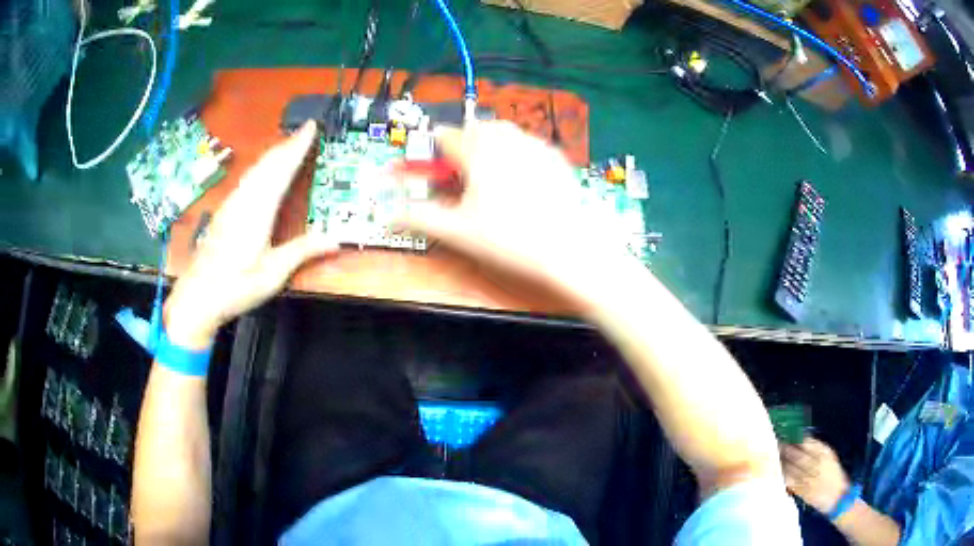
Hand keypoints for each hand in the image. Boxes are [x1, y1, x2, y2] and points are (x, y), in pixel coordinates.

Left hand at [164, 121, 338, 349]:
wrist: (197, 297)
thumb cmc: (235, 287)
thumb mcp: (272, 274)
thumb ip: (301, 251)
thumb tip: (336, 239)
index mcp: (258, 211)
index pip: (281, 170)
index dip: (297, 147)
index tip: (311, 127)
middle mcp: (244, 200)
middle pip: (267, 164)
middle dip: (288, 144)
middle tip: (306, 129)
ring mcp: (232, 204)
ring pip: (255, 169)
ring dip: (275, 152)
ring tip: (290, 142)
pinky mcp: (225, 211)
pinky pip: (248, 178)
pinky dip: (262, 165)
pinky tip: (264, 169)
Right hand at [395, 121, 635, 305]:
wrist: (571, 250)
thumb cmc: (509, 240)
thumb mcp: (457, 231)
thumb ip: (419, 218)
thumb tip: (388, 216)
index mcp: (478, 151)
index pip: (446, 136)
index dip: (433, 149)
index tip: (431, 164)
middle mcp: (506, 139)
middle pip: (476, 128)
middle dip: (462, 141)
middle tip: (459, 166)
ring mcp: (536, 146)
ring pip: (504, 131)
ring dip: (489, 141)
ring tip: (487, 169)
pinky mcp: (557, 158)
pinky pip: (529, 142)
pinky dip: (516, 150)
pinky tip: (520, 175)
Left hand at [781, 437, 850, 513]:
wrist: (838, 495)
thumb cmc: (833, 473)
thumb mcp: (829, 456)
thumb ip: (817, 447)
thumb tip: (801, 436)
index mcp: (825, 454)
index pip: (807, 442)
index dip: (795, 437)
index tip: (786, 432)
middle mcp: (817, 465)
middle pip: (798, 454)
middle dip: (786, 448)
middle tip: (775, 441)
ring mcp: (809, 479)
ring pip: (792, 468)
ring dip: (782, 461)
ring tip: (774, 454)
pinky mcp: (803, 491)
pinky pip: (790, 482)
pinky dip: (783, 475)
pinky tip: (776, 470)